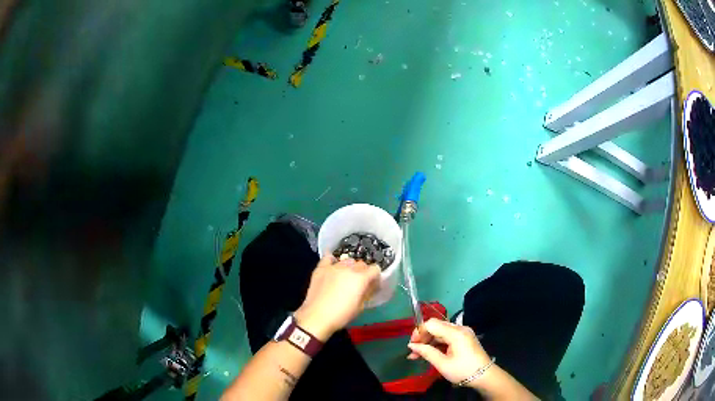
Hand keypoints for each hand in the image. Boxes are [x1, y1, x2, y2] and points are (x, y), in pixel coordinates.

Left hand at [294, 255, 380, 340]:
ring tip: (345, 277)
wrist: (317, 316)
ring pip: (347, 261)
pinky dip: (333, 261)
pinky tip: (332, 267)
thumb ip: (367, 292)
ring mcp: (333, 267)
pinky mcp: (321, 268)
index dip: (375, 277)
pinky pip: (329, 258)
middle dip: (363, 272)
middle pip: (361, 264)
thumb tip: (371, 285)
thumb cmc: (341, 315)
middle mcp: (348, 268)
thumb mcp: (360, 306)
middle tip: (358, 283)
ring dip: (349, 267)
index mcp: (361, 278)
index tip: (372, 284)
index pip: (374, 269)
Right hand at [407, 318, 491, 385]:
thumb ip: (427, 352)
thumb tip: (412, 346)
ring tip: (417, 356)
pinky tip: (429, 353)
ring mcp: (463, 333)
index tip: (412, 345)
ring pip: (440, 332)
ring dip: (429, 342)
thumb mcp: (442, 364)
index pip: (431, 324)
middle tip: (413, 353)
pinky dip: (437, 344)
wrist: (484, 376)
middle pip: (436, 327)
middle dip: (423, 338)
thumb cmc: (463, 370)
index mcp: (456, 333)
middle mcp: (460, 328)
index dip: (419, 332)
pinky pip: (447, 337)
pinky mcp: (464, 339)